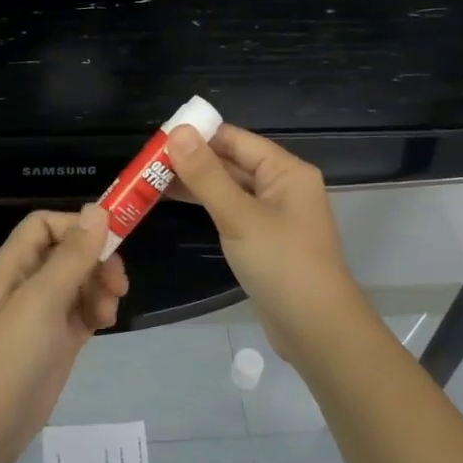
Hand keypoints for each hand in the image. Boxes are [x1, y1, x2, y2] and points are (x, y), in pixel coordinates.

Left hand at [0, 205, 126, 462]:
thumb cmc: (7, 358)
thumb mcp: (41, 301)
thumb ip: (72, 256)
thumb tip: (98, 209)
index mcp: (13, 264)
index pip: (47, 224)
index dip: (78, 226)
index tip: (110, 242)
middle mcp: (26, 282)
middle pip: (69, 252)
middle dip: (97, 261)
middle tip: (118, 285)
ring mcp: (41, 314)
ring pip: (80, 281)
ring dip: (100, 288)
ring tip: (108, 314)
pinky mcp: (55, 341)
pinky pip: (82, 311)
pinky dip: (97, 311)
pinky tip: (105, 323)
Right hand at [167, 124, 369, 361]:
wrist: (317, 330)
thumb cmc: (282, 265)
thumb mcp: (239, 217)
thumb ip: (206, 175)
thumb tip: (177, 132)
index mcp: (286, 171)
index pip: (235, 139)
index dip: (197, 135)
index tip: (156, 138)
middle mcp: (282, 186)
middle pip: (231, 161)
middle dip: (191, 159)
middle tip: (145, 162)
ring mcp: (274, 214)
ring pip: (229, 187)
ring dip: (194, 183)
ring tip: (150, 180)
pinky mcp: (264, 239)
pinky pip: (231, 210)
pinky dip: (205, 204)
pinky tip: (175, 203)